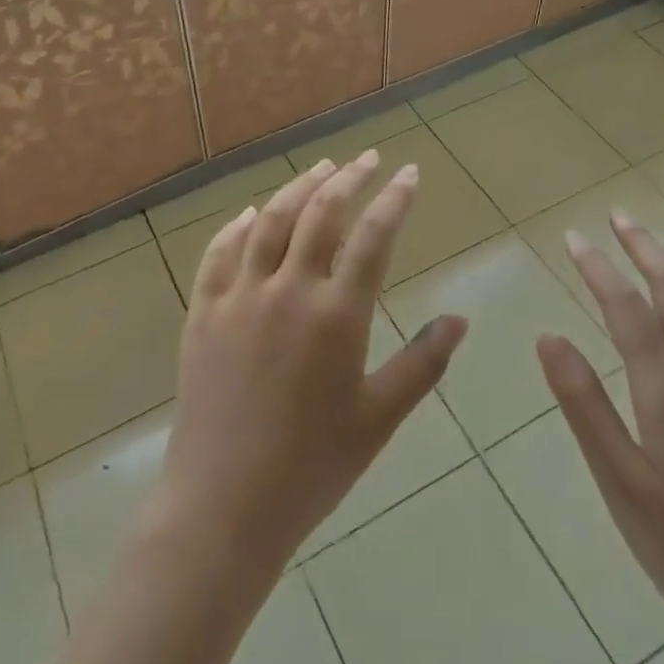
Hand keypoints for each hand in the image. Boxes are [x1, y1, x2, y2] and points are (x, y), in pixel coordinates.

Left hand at [152, 150, 468, 576]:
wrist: (224, 505)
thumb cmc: (313, 467)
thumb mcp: (379, 418)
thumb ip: (423, 363)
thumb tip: (460, 318)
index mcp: (336, 316)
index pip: (373, 237)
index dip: (394, 199)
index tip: (408, 172)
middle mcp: (287, 291)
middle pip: (320, 214)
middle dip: (349, 178)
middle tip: (368, 158)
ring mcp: (239, 297)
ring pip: (270, 221)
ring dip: (298, 187)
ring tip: (321, 169)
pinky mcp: (203, 311)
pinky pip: (220, 252)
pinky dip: (240, 225)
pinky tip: (253, 213)